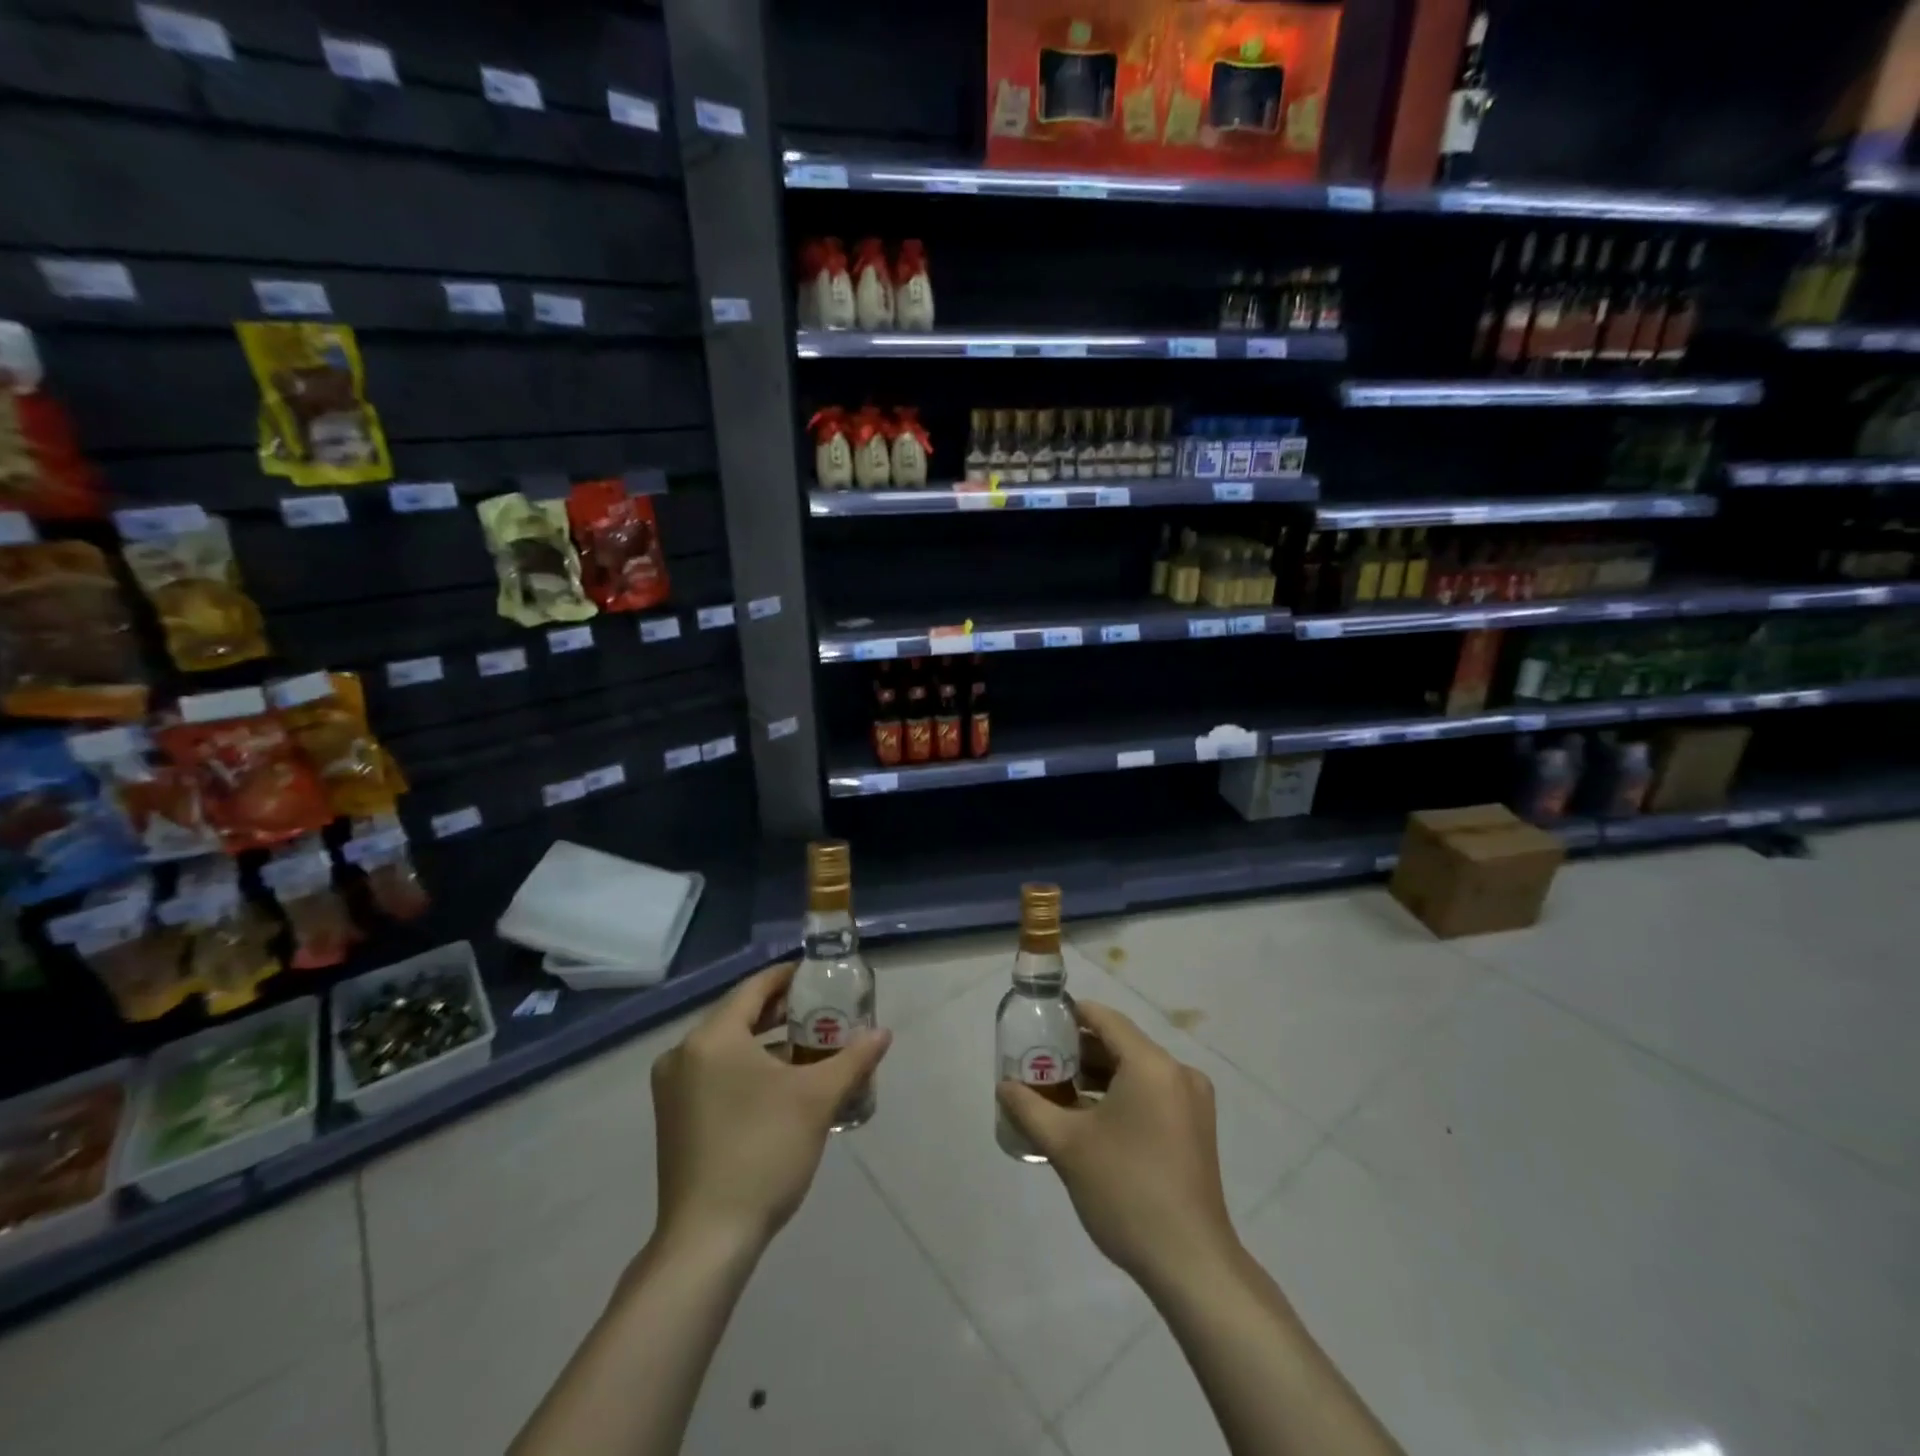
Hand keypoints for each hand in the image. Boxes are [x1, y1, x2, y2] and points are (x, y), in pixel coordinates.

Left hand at [651, 962, 891, 1252]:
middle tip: (824, 1012)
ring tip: (811, 1047)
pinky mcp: (674, 1116)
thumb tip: (883, 1033)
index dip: (790, 977)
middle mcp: (683, 1053)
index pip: (755, 988)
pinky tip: (779, 1084)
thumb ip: (853, 1058)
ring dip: (767, 1042)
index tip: (821, 976)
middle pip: (740, 1015)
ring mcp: (672, 1087)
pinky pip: (715, 1072)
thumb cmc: (763, 1152)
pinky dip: (747, 1067)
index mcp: (712, 1038)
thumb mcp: (817, 1099)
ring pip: (728, 1046)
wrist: (707, 1240)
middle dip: (783, 1012)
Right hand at [997, 1000, 1237, 1292]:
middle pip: (1120, 1044)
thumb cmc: (1126, 1191)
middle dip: (1078, 1052)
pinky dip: (1121, 1096)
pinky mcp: (1196, 1129)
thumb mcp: (1067, 1146)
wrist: (1190, 1263)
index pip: (1105, 1019)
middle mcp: (1178, 1073)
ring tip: (1056, 1092)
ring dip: (1098, 1077)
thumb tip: (1004, 1087)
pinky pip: (1151, 1094)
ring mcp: (1192, 1102)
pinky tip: (1089, 1120)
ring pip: (1136, 1072)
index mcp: (1151, 1064)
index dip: (1070, 1015)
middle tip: (1039, 1062)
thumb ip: (1030, 1108)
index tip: (1039, 1023)